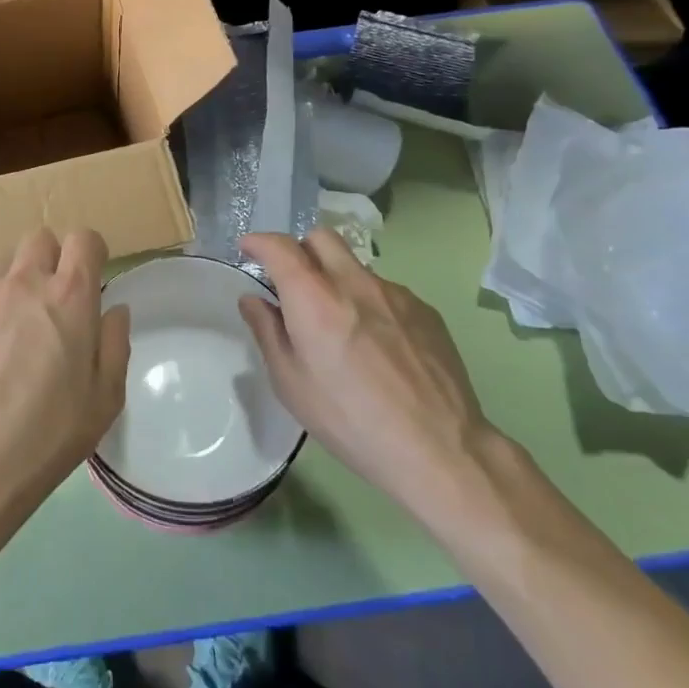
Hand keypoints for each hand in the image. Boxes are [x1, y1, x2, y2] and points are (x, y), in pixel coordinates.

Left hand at [0, 229, 129, 512]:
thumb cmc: (51, 431)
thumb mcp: (106, 397)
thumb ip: (115, 343)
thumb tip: (114, 310)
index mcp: (70, 295)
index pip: (83, 238)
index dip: (92, 252)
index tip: (95, 278)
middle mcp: (26, 283)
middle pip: (40, 238)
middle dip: (54, 257)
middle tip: (59, 297)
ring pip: (6, 260)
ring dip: (21, 275)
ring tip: (24, 316)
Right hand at [239, 228, 504, 530]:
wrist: (440, 449)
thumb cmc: (351, 421)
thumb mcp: (291, 384)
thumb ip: (267, 332)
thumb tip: (253, 300)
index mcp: (314, 298)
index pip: (280, 246)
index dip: (259, 242)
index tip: (249, 249)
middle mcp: (354, 282)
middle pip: (321, 238)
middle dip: (299, 249)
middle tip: (292, 282)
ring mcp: (395, 292)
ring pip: (354, 266)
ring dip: (336, 279)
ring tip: (340, 325)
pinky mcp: (425, 309)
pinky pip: (385, 291)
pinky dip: (369, 302)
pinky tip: (378, 346)